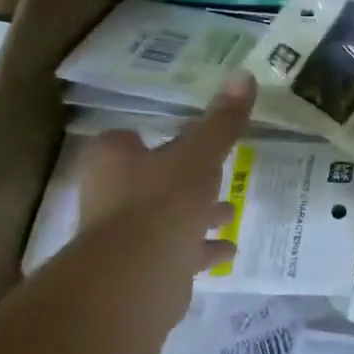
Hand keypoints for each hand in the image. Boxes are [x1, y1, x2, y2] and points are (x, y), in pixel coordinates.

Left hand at [78, 71, 254, 273]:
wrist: (135, 279)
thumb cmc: (163, 201)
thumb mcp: (201, 154)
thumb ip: (222, 121)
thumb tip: (244, 74)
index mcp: (113, 159)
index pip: (128, 139)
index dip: (153, 137)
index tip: (187, 138)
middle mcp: (109, 195)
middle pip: (148, 179)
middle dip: (183, 179)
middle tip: (217, 174)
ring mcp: (121, 237)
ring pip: (164, 217)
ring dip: (196, 215)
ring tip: (231, 212)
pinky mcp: (138, 271)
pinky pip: (175, 253)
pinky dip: (200, 250)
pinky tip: (228, 250)